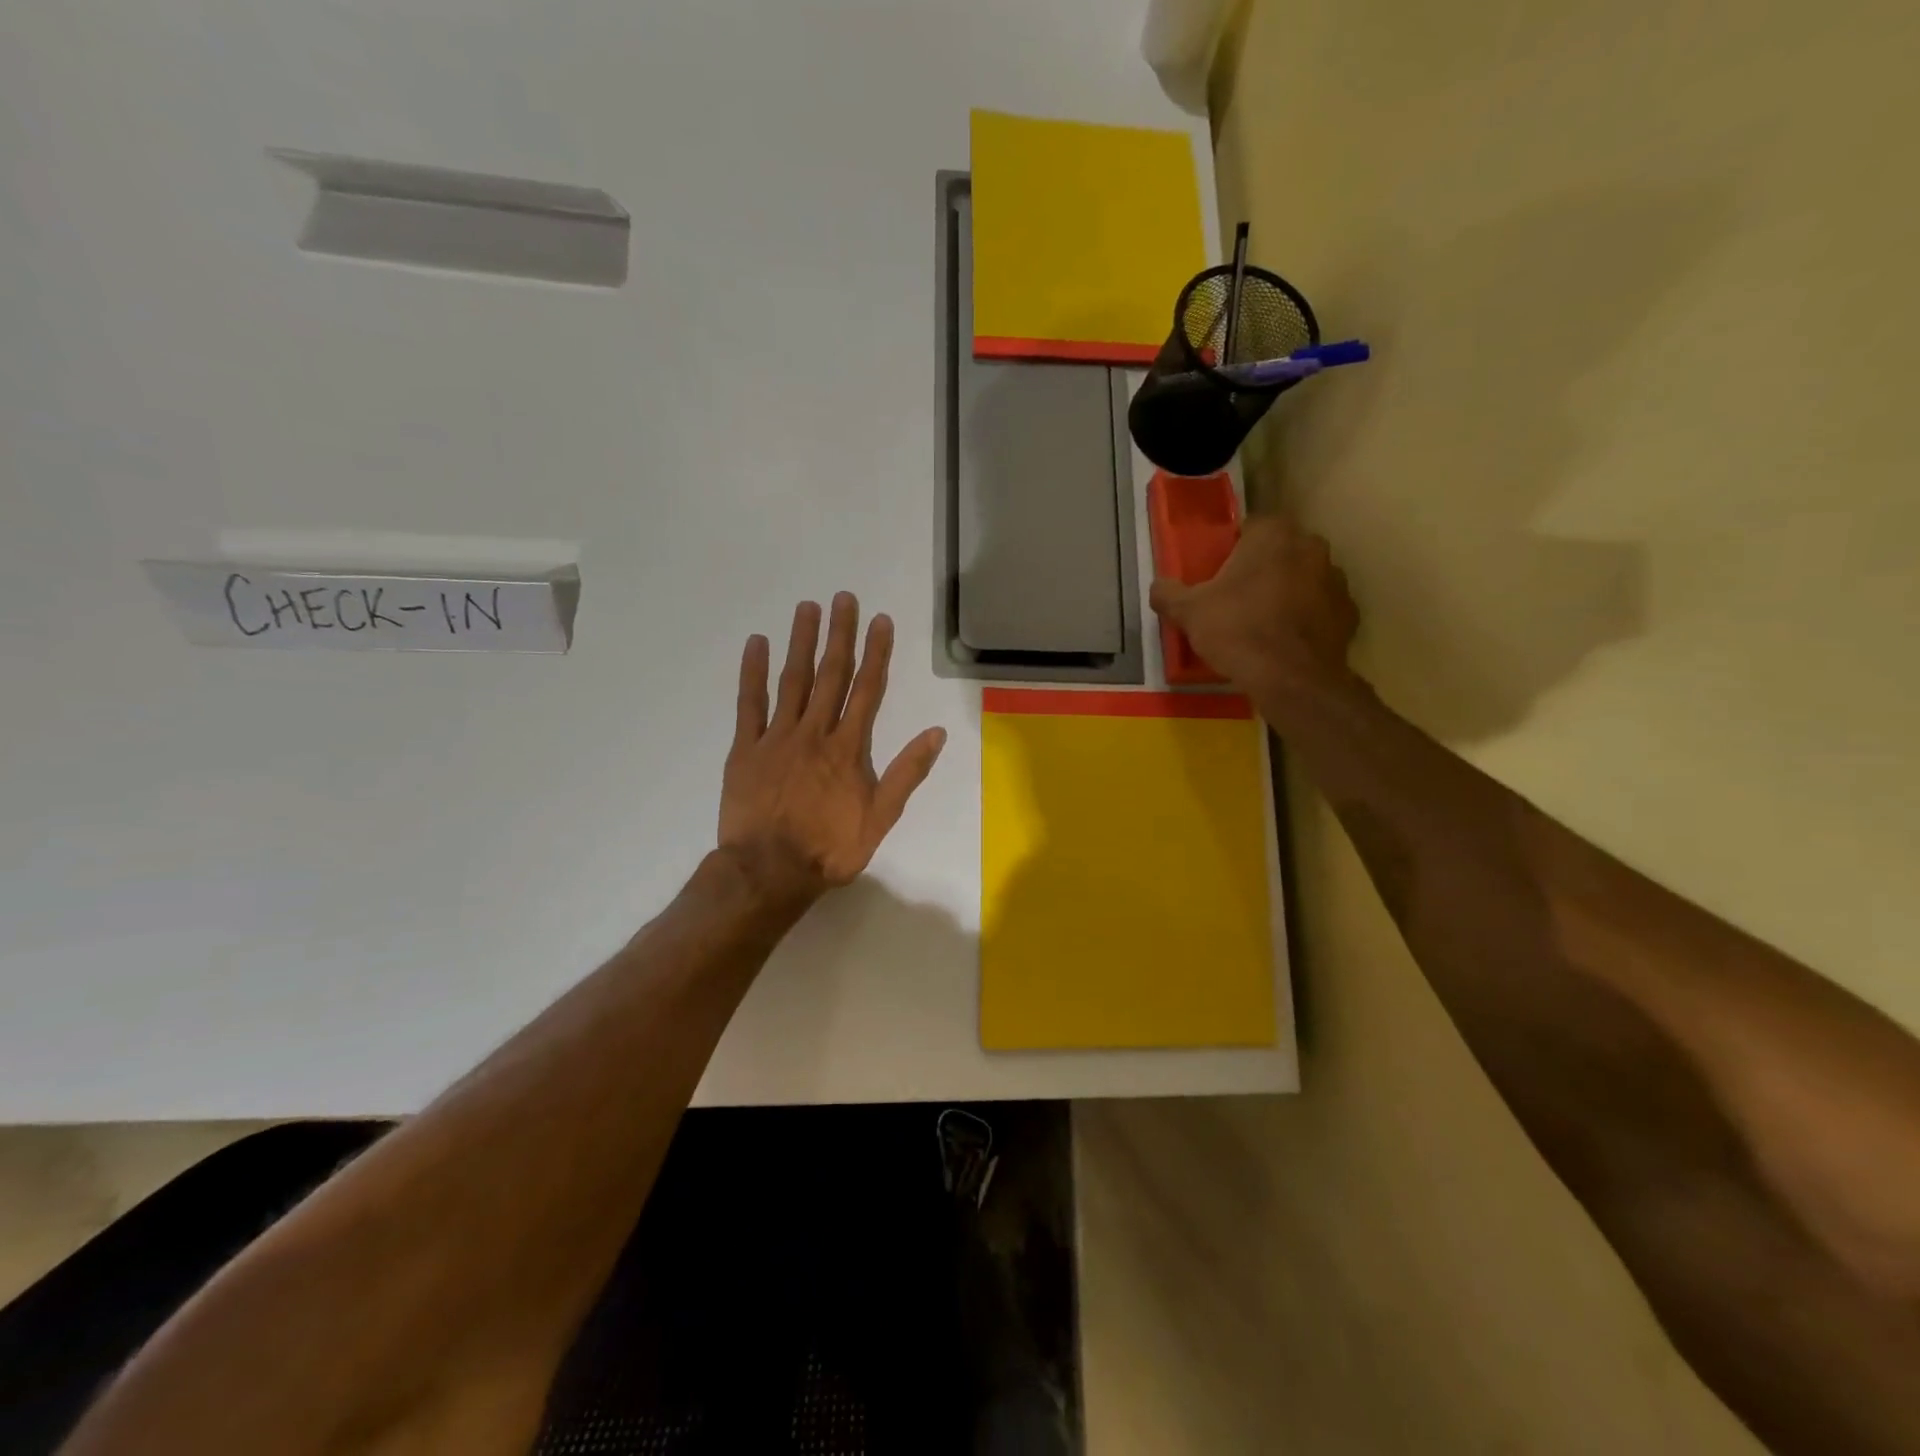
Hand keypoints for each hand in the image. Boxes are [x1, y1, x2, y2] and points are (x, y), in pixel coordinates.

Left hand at [719, 593, 946, 905]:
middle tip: (843, 597)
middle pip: (831, 675)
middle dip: (840, 635)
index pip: (867, 690)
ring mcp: (777, 738)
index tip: (880, 620)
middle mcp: (815, 732)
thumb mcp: (881, 818)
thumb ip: (907, 773)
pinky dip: (752, 672)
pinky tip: (757, 643)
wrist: (770, 871)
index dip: (876, 653)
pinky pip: (748, 704)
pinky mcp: (744, 749)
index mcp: (849, 748)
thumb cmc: (829, 848)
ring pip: (792, 680)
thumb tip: (935, 733)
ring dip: (802, 642)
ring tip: (807, 607)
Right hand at [1149, 513, 1358, 699]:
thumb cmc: (1237, 631)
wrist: (1290, 679)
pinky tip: (1284, 642)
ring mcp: (1336, 580)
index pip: (1251, 525)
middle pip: (1280, 550)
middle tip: (1236, 597)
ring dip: (1286, 591)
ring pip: (1303, 577)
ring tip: (1261, 622)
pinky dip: (1305, 618)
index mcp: (1273, 535)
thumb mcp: (1188, 612)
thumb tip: (1158, 586)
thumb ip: (1168, 593)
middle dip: (1261, 567)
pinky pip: (1320, 608)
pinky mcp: (1349, 613)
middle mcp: (1311, 547)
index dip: (1232, 547)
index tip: (1218, 571)